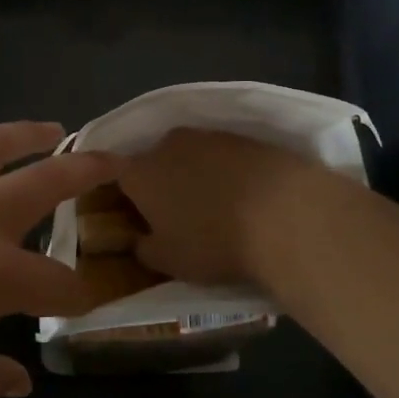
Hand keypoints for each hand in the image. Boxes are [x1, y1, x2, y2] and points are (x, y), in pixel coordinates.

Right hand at [118, 128, 328, 287]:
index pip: (112, 172)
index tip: (128, 213)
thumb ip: (143, 249)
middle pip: (153, 162)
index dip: (118, 192)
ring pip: (189, 156)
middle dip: (158, 184)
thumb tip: (140, 240)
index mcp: (140, 172)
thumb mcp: (168, 261)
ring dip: (193, 176)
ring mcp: (210, 136)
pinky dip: (225, 173)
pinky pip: (223, 157)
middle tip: (171, 215)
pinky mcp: (246, 138)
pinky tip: (242, 197)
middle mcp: (168, 144)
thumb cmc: (213, 241)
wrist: (287, 214)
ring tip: (212, 208)